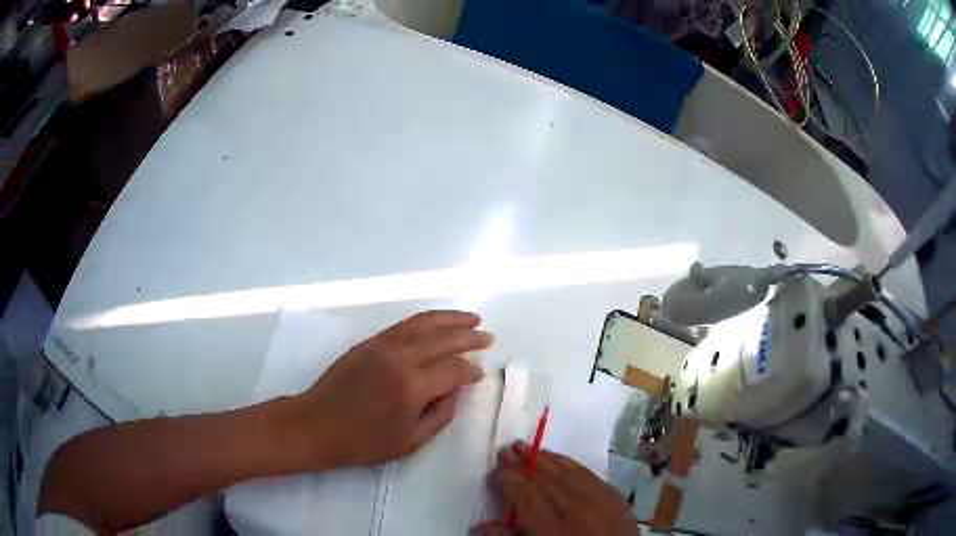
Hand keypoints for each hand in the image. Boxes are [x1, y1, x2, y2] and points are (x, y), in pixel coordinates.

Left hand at [292, 310, 492, 468]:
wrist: (317, 424)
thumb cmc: (364, 441)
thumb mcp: (411, 441)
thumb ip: (441, 414)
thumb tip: (455, 390)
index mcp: (413, 386)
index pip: (455, 368)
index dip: (471, 371)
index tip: (480, 375)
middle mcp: (401, 357)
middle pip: (444, 338)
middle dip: (469, 336)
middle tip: (488, 337)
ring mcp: (383, 344)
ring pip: (424, 323)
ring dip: (451, 318)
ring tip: (471, 317)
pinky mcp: (370, 342)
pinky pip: (405, 324)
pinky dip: (426, 320)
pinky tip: (436, 322)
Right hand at [473, 441, 639, 535]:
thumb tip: (482, 524)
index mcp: (553, 528)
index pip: (526, 497)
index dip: (509, 482)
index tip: (496, 472)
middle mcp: (576, 509)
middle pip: (544, 480)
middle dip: (523, 464)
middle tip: (506, 449)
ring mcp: (598, 499)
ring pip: (565, 472)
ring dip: (543, 458)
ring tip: (524, 446)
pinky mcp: (613, 495)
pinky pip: (587, 472)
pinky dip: (568, 462)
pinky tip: (556, 456)